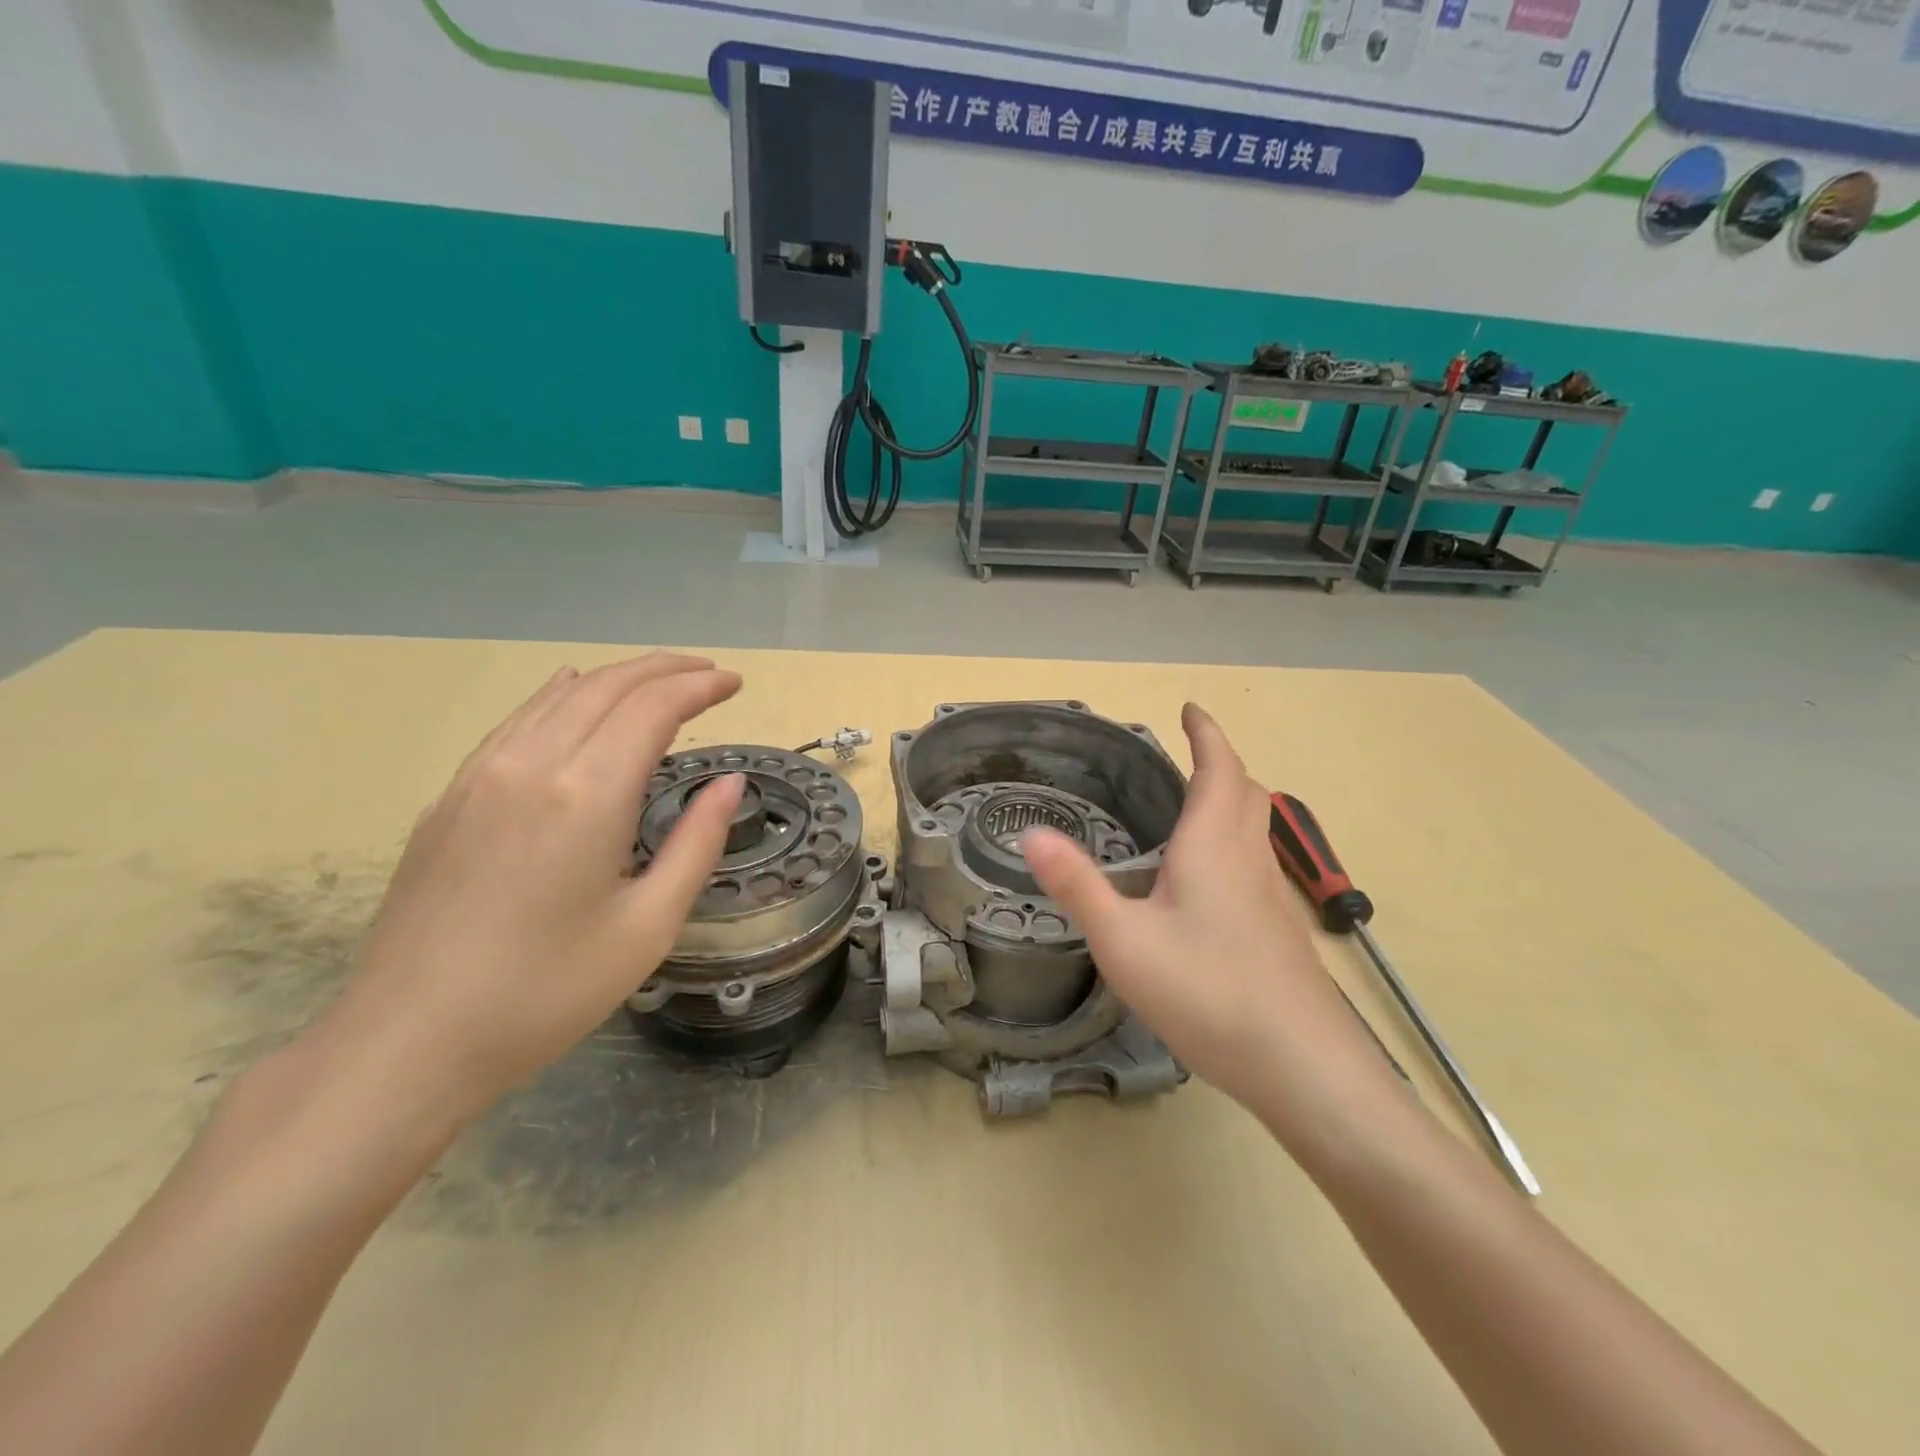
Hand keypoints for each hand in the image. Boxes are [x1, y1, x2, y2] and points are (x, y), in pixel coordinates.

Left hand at [313, 653, 745, 1119]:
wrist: (406, 1042)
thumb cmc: (546, 992)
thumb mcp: (648, 927)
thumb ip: (696, 843)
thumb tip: (729, 782)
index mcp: (586, 795)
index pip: (653, 708)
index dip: (699, 687)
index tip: (735, 683)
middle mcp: (531, 765)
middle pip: (607, 686)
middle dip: (666, 670)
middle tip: (710, 675)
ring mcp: (481, 776)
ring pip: (559, 696)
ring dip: (618, 678)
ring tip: (659, 681)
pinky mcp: (450, 796)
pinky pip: (518, 720)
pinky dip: (561, 695)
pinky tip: (572, 691)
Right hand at [1021, 704, 1400, 1143]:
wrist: (1303, 1066)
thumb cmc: (1207, 992)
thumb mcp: (1124, 941)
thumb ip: (1078, 885)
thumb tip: (1030, 834)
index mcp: (1212, 847)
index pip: (1217, 770)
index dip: (1206, 734)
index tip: (1190, 709)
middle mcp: (1248, 860)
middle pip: (1246, 792)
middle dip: (1221, 762)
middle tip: (1192, 751)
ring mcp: (1271, 897)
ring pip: (1256, 828)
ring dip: (1233, 801)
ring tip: (1198, 805)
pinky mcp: (1279, 931)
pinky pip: (1256, 863)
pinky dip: (1235, 842)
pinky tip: (1212, 883)